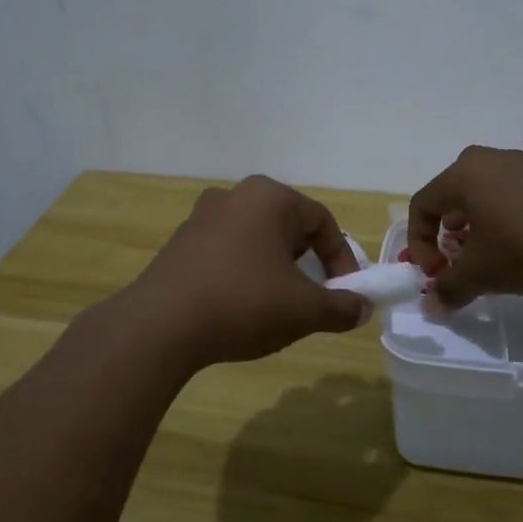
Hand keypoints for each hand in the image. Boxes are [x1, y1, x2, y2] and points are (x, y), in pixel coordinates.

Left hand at [125, 176, 367, 368]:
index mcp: (269, 197)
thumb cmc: (243, 303)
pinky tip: (238, 307)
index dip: (342, 259)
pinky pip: (226, 253)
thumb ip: (341, 307)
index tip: (347, 294)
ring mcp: (201, 217)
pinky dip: (242, 274)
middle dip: (307, 263)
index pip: (322, 222)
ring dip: (274, 269)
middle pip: (287, 227)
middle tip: (312, 297)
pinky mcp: (179, 243)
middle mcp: (234, 196)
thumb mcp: (304, 310)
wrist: (160, 325)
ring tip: (276, 306)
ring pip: (255, 240)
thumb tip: (361, 308)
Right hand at [408, 146, 522, 307]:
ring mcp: (519, 164)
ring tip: (486, 257)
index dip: (419, 244)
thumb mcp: (481, 273)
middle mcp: (485, 160)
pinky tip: (517, 246)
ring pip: (478, 197)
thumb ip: (449, 288)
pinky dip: (499, 220)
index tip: (435, 273)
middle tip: (456, 262)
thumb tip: (432, 306)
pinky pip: (506, 195)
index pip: (421, 205)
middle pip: (449, 198)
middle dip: (445, 235)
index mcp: (461, 175)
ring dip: (472, 229)